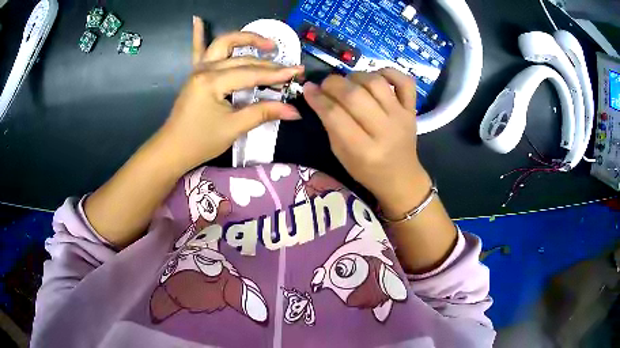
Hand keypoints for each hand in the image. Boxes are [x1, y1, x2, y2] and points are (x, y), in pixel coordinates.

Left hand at [156, 16, 304, 171]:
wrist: (172, 150)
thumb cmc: (200, 142)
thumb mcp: (233, 128)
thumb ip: (263, 113)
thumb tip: (294, 110)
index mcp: (213, 82)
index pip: (251, 73)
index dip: (276, 74)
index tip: (298, 72)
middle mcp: (205, 69)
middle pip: (242, 59)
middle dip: (268, 63)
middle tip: (289, 68)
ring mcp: (198, 69)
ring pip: (224, 45)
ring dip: (245, 40)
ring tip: (266, 44)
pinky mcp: (195, 74)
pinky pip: (198, 50)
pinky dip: (198, 34)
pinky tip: (196, 18)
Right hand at [303, 69, 429, 217]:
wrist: (401, 177)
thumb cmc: (367, 170)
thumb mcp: (341, 154)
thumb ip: (329, 124)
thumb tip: (314, 92)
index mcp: (363, 150)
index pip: (335, 115)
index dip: (318, 98)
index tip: (308, 89)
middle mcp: (384, 131)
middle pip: (354, 95)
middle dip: (333, 84)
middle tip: (326, 85)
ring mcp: (401, 117)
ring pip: (376, 83)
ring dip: (356, 76)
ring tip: (349, 83)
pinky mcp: (412, 110)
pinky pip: (405, 82)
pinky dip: (390, 72)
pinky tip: (377, 76)